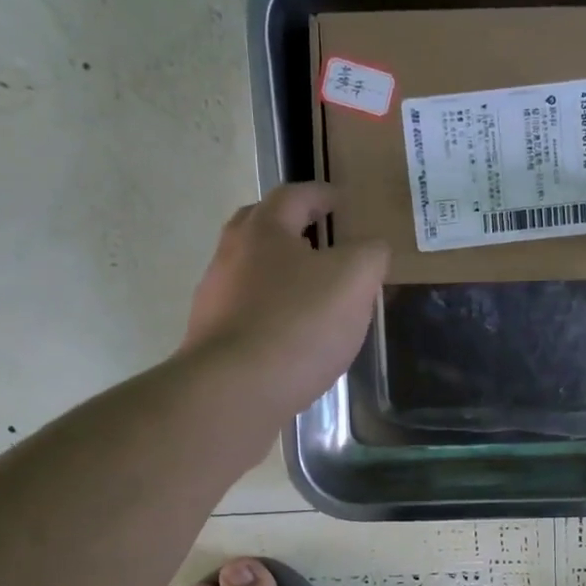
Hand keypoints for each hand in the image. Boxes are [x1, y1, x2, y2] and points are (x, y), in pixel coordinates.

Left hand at [182, 183, 388, 417]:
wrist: (235, 390)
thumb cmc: (299, 324)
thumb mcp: (353, 280)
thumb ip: (370, 255)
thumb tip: (372, 249)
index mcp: (264, 230)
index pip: (295, 196)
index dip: (322, 195)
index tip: (342, 200)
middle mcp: (231, 255)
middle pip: (260, 227)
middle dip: (290, 227)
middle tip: (319, 237)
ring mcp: (216, 298)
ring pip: (250, 271)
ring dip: (279, 272)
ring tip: (311, 291)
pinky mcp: (213, 338)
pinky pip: (247, 312)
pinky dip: (271, 311)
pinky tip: (291, 334)